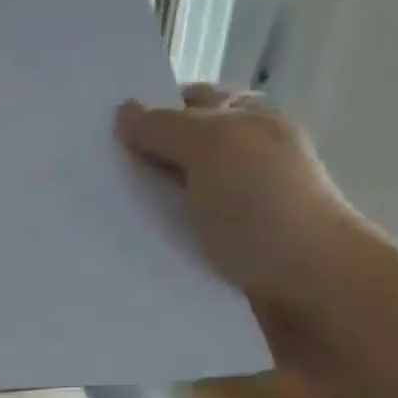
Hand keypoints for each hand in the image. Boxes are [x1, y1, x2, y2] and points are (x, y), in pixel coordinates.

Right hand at [115, 85, 370, 319]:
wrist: (308, 290)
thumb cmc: (264, 206)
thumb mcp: (213, 147)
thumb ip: (166, 128)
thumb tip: (125, 112)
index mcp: (248, 124)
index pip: (192, 106)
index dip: (151, 114)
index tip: (101, 137)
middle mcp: (244, 167)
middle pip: (182, 161)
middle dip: (142, 171)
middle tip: (90, 187)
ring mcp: (238, 221)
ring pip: (179, 213)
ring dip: (145, 223)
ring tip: (98, 233)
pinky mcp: (229, 268)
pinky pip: (183, 256)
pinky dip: (159, 259)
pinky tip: (128, 267)